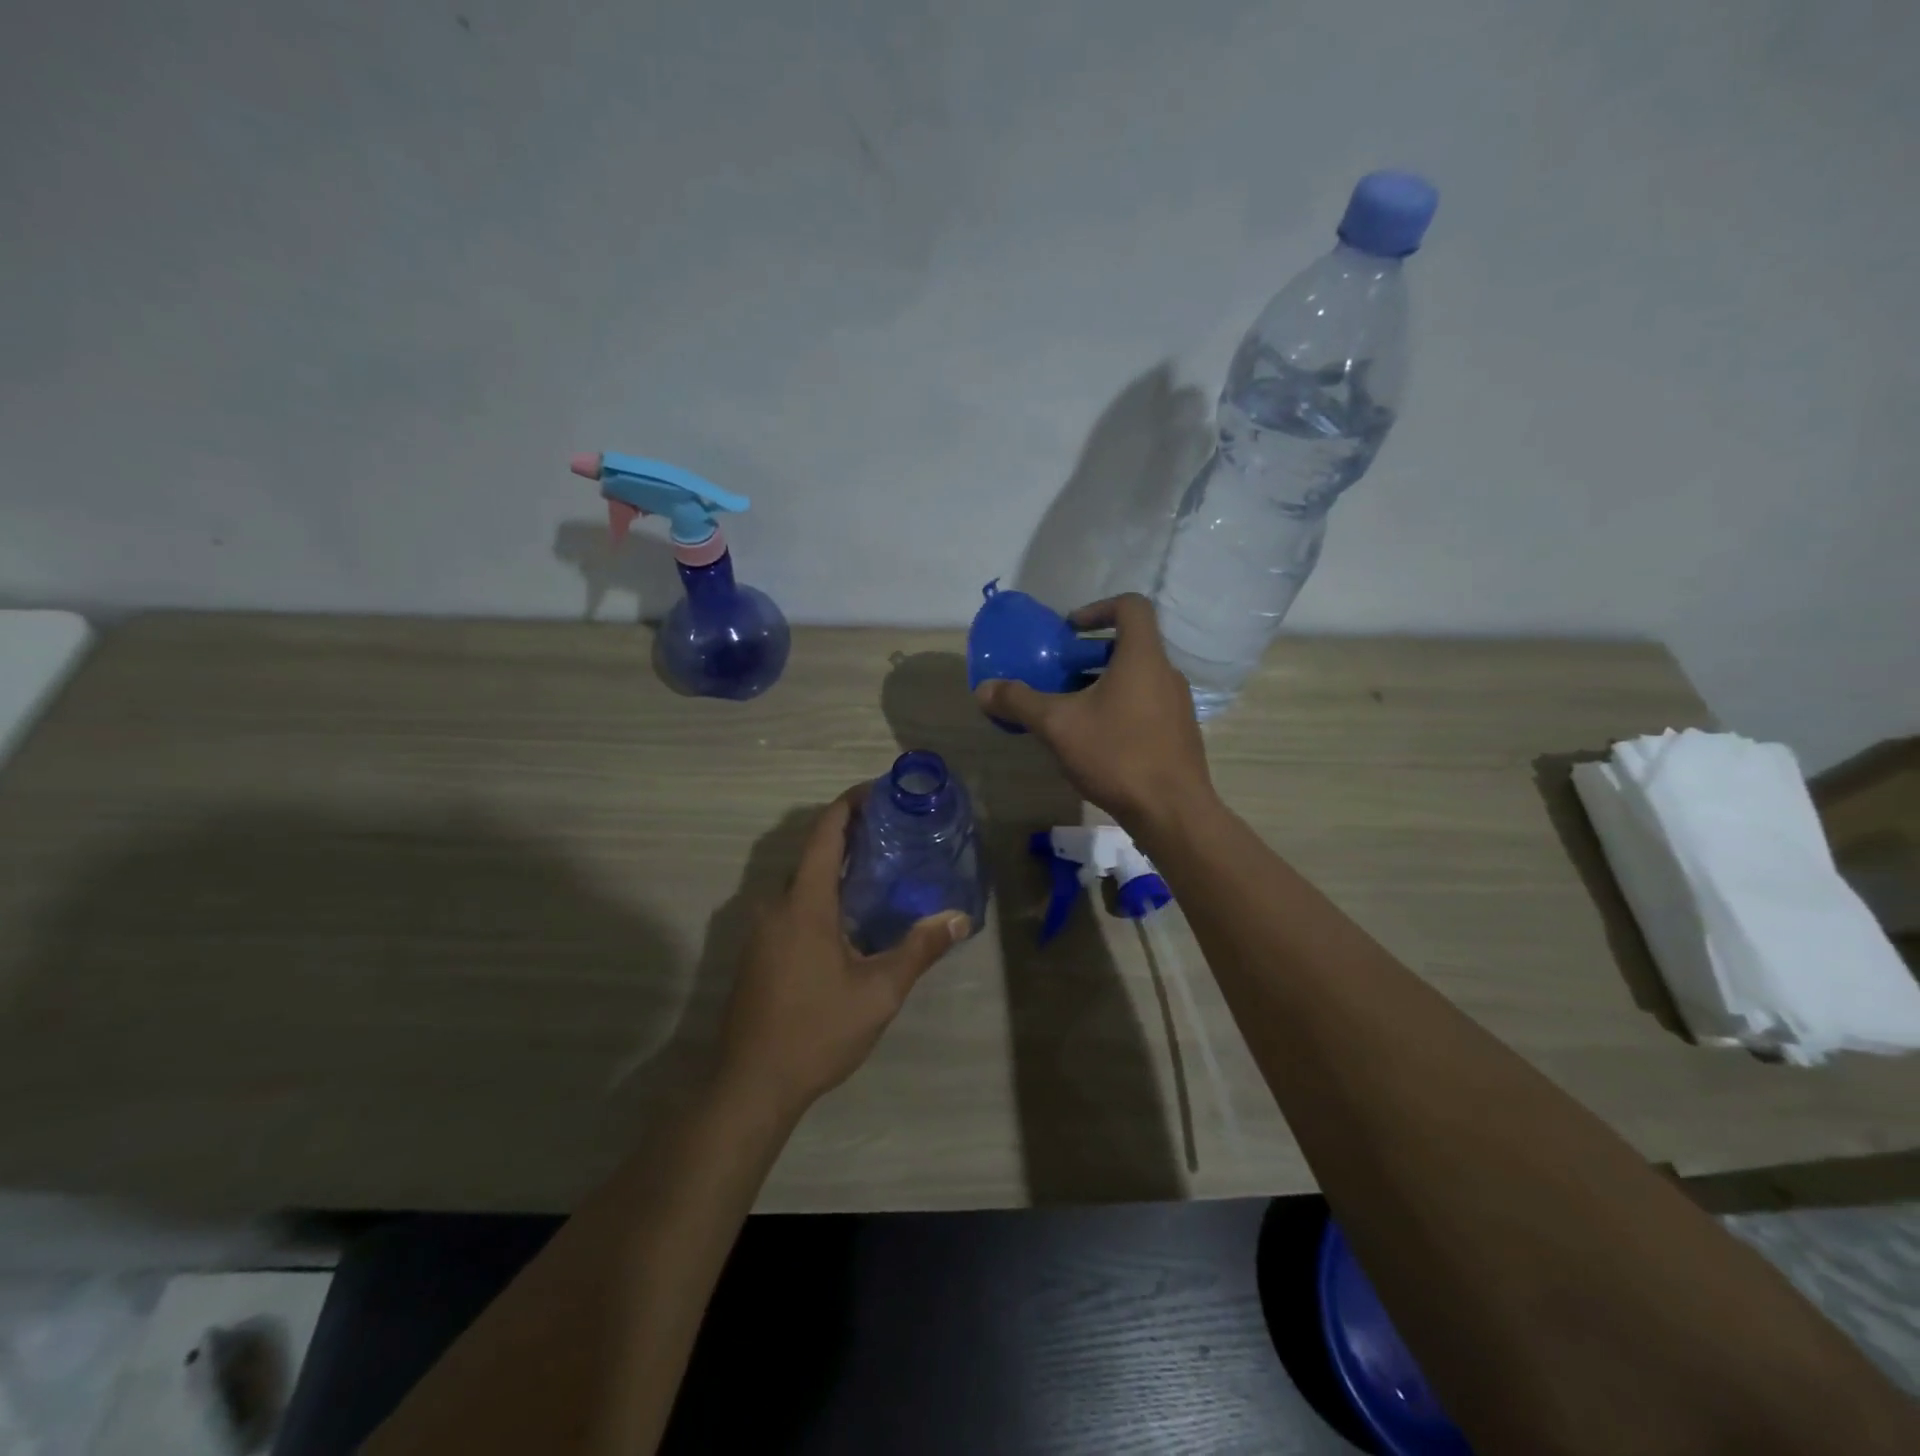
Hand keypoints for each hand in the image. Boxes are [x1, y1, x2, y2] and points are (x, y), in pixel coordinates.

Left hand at [718, 789, 967, 1119]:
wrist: (751, 1084)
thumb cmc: (816, 1031)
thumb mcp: (879, 992)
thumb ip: (919, 949)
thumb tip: (959, 918)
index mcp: (804, 903)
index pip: (824, 833)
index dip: (849, 804)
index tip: (878, 791)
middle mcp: (776, 905)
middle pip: (812, 853)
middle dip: (849, 837)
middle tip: (894, 836)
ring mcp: (761, 929)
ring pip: (801, 882)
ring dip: (835, 869)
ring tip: (879, 872)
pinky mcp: (757, 952)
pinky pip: (792, 906)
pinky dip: (820, 895)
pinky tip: (849, 918)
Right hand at [974, 593, 1213, 837]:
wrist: (1172, 812)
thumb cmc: (1117, 755)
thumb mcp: (1058, 726)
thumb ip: (1020, 702)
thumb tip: (983, 690)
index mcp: (1143, 658)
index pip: (1131, 606)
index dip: (1098, 608)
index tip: (1070, 630)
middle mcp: (1166, 673)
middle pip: (1130, 645)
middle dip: (1090, 654)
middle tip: (1059, 673)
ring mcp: (1177, 705)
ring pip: (1137, 678)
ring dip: (1103, 683)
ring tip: (1071, 709)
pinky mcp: (1178, 733)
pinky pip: (1145, 704)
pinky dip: (1119, 707)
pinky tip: (1095, 740)